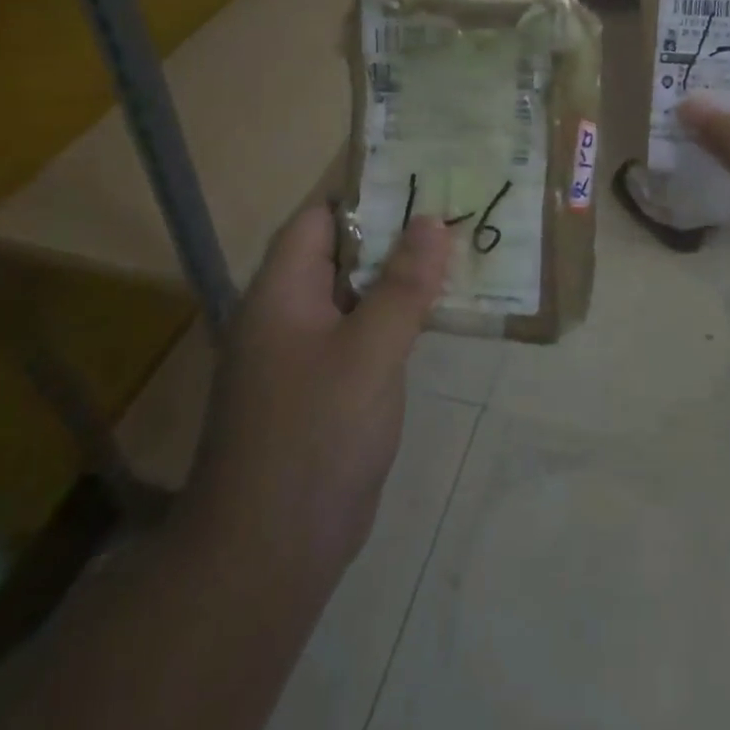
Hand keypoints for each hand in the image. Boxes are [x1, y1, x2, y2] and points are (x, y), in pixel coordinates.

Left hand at [182, 207, 450, 577]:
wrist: (269, 553)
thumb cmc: (314, 436)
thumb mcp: (368, 352)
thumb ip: (403, 286)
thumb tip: (431, 221)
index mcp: (281, 292)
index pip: (319, 218)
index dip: (366, 192)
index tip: (422, 176)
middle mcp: (287, 314)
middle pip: (342, 254)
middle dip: (396, 233)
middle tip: (456, 210)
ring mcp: (304, 355)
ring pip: (357, 296)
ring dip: (401, 276)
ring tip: (460, 250)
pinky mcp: (325, 389)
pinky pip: (363, 334)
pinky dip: (397, 318)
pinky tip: (440, 312)